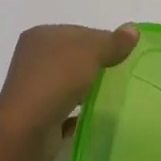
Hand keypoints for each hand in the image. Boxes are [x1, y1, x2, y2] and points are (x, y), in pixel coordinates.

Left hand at [0, 23, 138, 159]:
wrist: (26, 130)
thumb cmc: (56, 79)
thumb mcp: (91, 52)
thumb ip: (113, 42)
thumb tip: (133, 29)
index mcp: (42, 35)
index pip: (79, 32)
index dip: (102, 40)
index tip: (122, 55)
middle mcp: (34, 58)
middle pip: (73, 56)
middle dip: (95, 65)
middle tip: (120, 75)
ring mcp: (34, 88)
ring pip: (68, 83)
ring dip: (87, 88)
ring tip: (111, 95)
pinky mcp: (38, 115)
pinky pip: (65, 108)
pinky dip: (79, 111)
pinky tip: (95, 115)